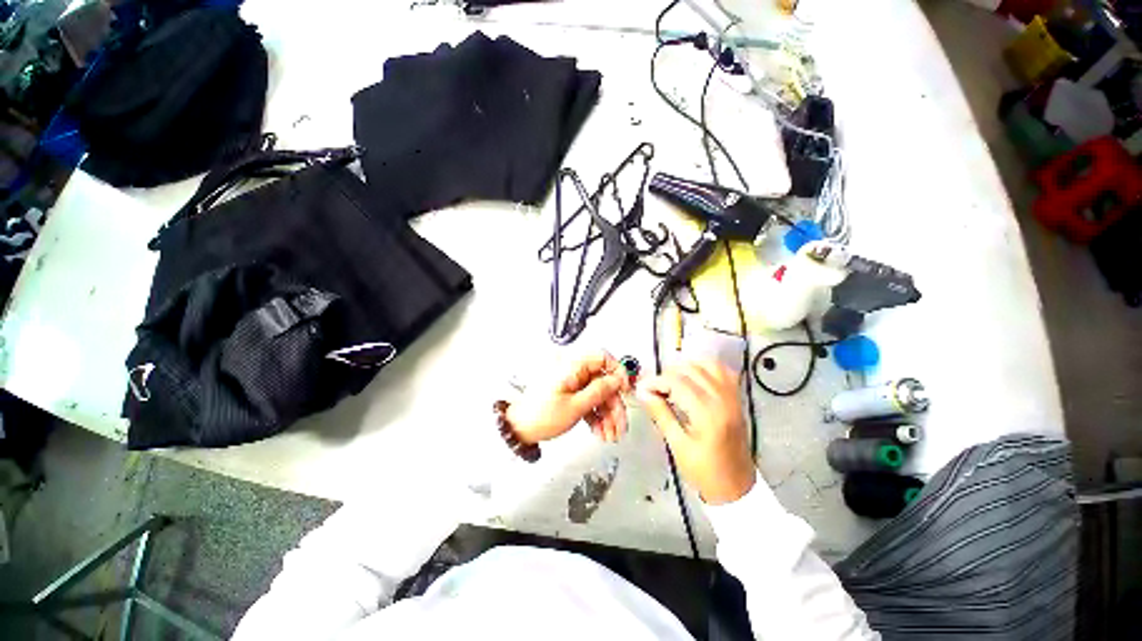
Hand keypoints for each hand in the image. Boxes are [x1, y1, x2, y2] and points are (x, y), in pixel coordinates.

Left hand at [506, 352, 630, 443]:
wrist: (519, 430)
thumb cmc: (541, 416)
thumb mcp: (575, 406)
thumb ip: (598, 391)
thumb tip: (617, 379)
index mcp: (572, 366)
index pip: (602, 357)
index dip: (617, 371)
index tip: (625, 389)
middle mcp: (574, 371)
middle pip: (604, 381)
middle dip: (614, 404)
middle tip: (620, 425)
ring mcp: (573, 383)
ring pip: (599, 393)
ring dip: (607, 414)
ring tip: (610, 434)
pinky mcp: (571, 394)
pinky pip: (590, 401)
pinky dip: (596, 416)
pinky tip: (600, 431)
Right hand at [636, 360, 755, 504]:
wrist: (736, 487)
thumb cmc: (704, 471)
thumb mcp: (677, 445)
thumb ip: (660, 414)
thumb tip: (643, 393)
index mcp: (707, 413)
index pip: (677, 382)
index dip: (656, 381)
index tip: (642, 388)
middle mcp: (722, 399)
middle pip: (690, 370)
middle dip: (668, 375)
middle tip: (654, 389)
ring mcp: (732, 397)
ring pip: (707, 365)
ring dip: (685, 368)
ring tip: (672, 382)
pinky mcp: (736, 398)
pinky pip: (723, 371)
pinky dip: (706, 367)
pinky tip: (694, 377)